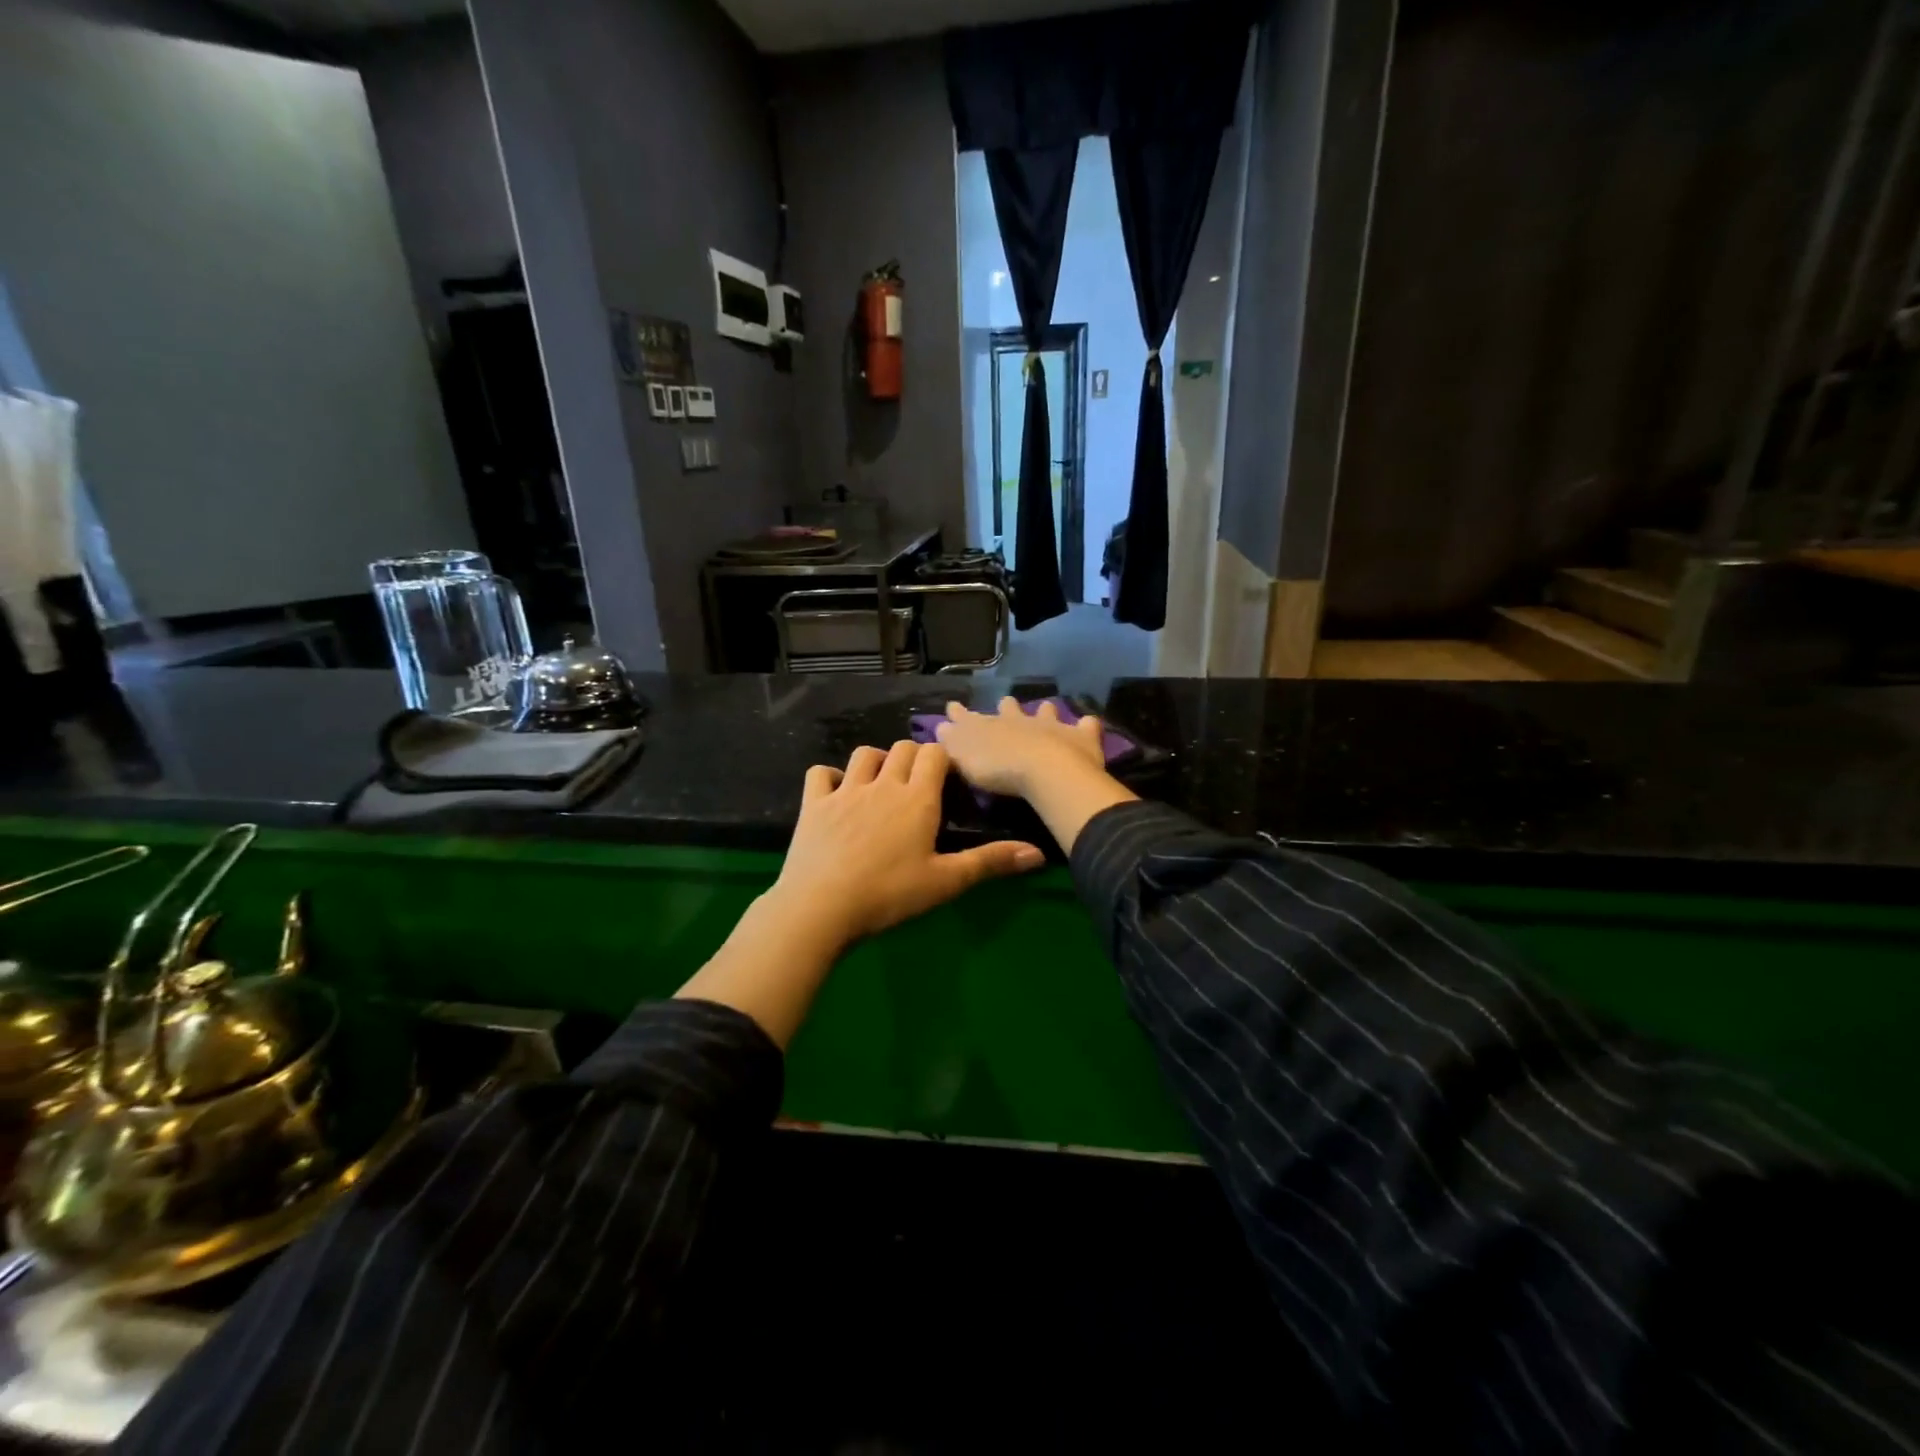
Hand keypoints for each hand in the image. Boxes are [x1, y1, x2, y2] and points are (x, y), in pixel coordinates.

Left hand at [767, 739, 1044, 948]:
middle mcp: (883, 784)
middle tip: (918, 785)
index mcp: (917, 798)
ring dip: (876, 761)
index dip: (943, 760)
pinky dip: (830, 776)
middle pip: (901, 748)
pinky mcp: (814, 804)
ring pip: (863, 754)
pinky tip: (836, 793)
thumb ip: (990, 862)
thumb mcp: (946, 881)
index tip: (947, 780)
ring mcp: (845, 791)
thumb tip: (1038, 853)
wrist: (821, 907)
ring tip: (881, 783)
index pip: (935, 754)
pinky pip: (820, 773)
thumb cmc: (890, 894)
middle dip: (913, 757)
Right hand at [934, 697, 1107, 797]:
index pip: (968, 717)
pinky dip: (1086, 726)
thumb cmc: (998, 769)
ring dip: (1045, 711)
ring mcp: (1050, 725)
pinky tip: (1088, 724)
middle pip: (1009, 708)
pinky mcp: (1079, 736)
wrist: (1043, 770)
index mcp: (989, 726)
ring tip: (1047, 709)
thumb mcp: (963, 760)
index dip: (959, 714)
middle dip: (1005, 706)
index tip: (952, 707)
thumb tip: (940, 728)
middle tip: (1005, 705)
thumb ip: (951, 744)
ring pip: (1046, 711)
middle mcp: (1018, 720)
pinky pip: (1086, 726)